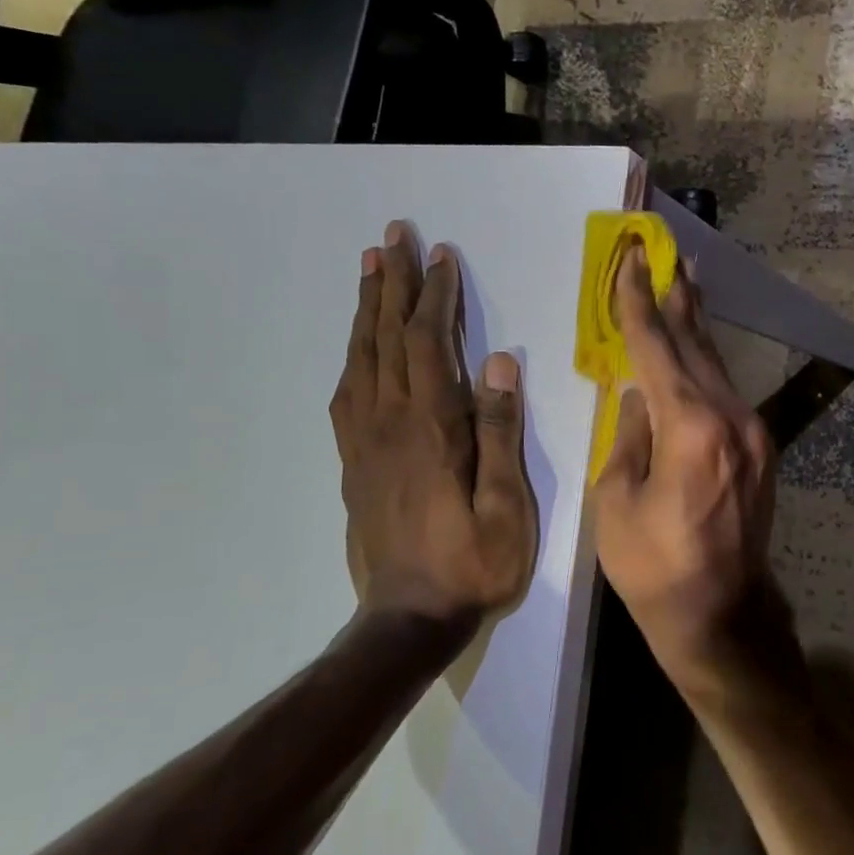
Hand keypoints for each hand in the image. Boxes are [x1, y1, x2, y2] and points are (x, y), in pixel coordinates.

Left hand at [330, 223, 537, 626]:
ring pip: (360, 359)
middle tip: (392, 236)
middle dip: (392, 283)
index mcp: (430, 428)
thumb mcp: (506, 505)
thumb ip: (500, 432)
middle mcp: (389, 424)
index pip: (427, 344)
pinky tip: (359, 345)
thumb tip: (498, 363)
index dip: (434, 297)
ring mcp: (364, 443)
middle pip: (386, 339)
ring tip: (371, 269)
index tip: (441, 256)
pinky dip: (353, 355)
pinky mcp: (353, 463)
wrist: (408, 618)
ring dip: (367, 309)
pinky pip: (346, 394)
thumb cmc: (474, 564)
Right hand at [592, 247, 783, 699]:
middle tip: (667, 256)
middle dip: (677, 299)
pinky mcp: (762, 450)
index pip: (656, 348)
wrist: (722, 615)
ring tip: (683, 288)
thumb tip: (640, 396)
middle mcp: (731, 418)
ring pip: (717, 367)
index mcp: (690, 428)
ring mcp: (754, 433)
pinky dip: (706, 366)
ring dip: (696, 328)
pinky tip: (696, 353)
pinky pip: (727, 394)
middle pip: (697, 345)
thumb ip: (630, 436)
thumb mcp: (618, 501)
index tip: (630, 260)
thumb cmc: (655, 567)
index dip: (638, 302)